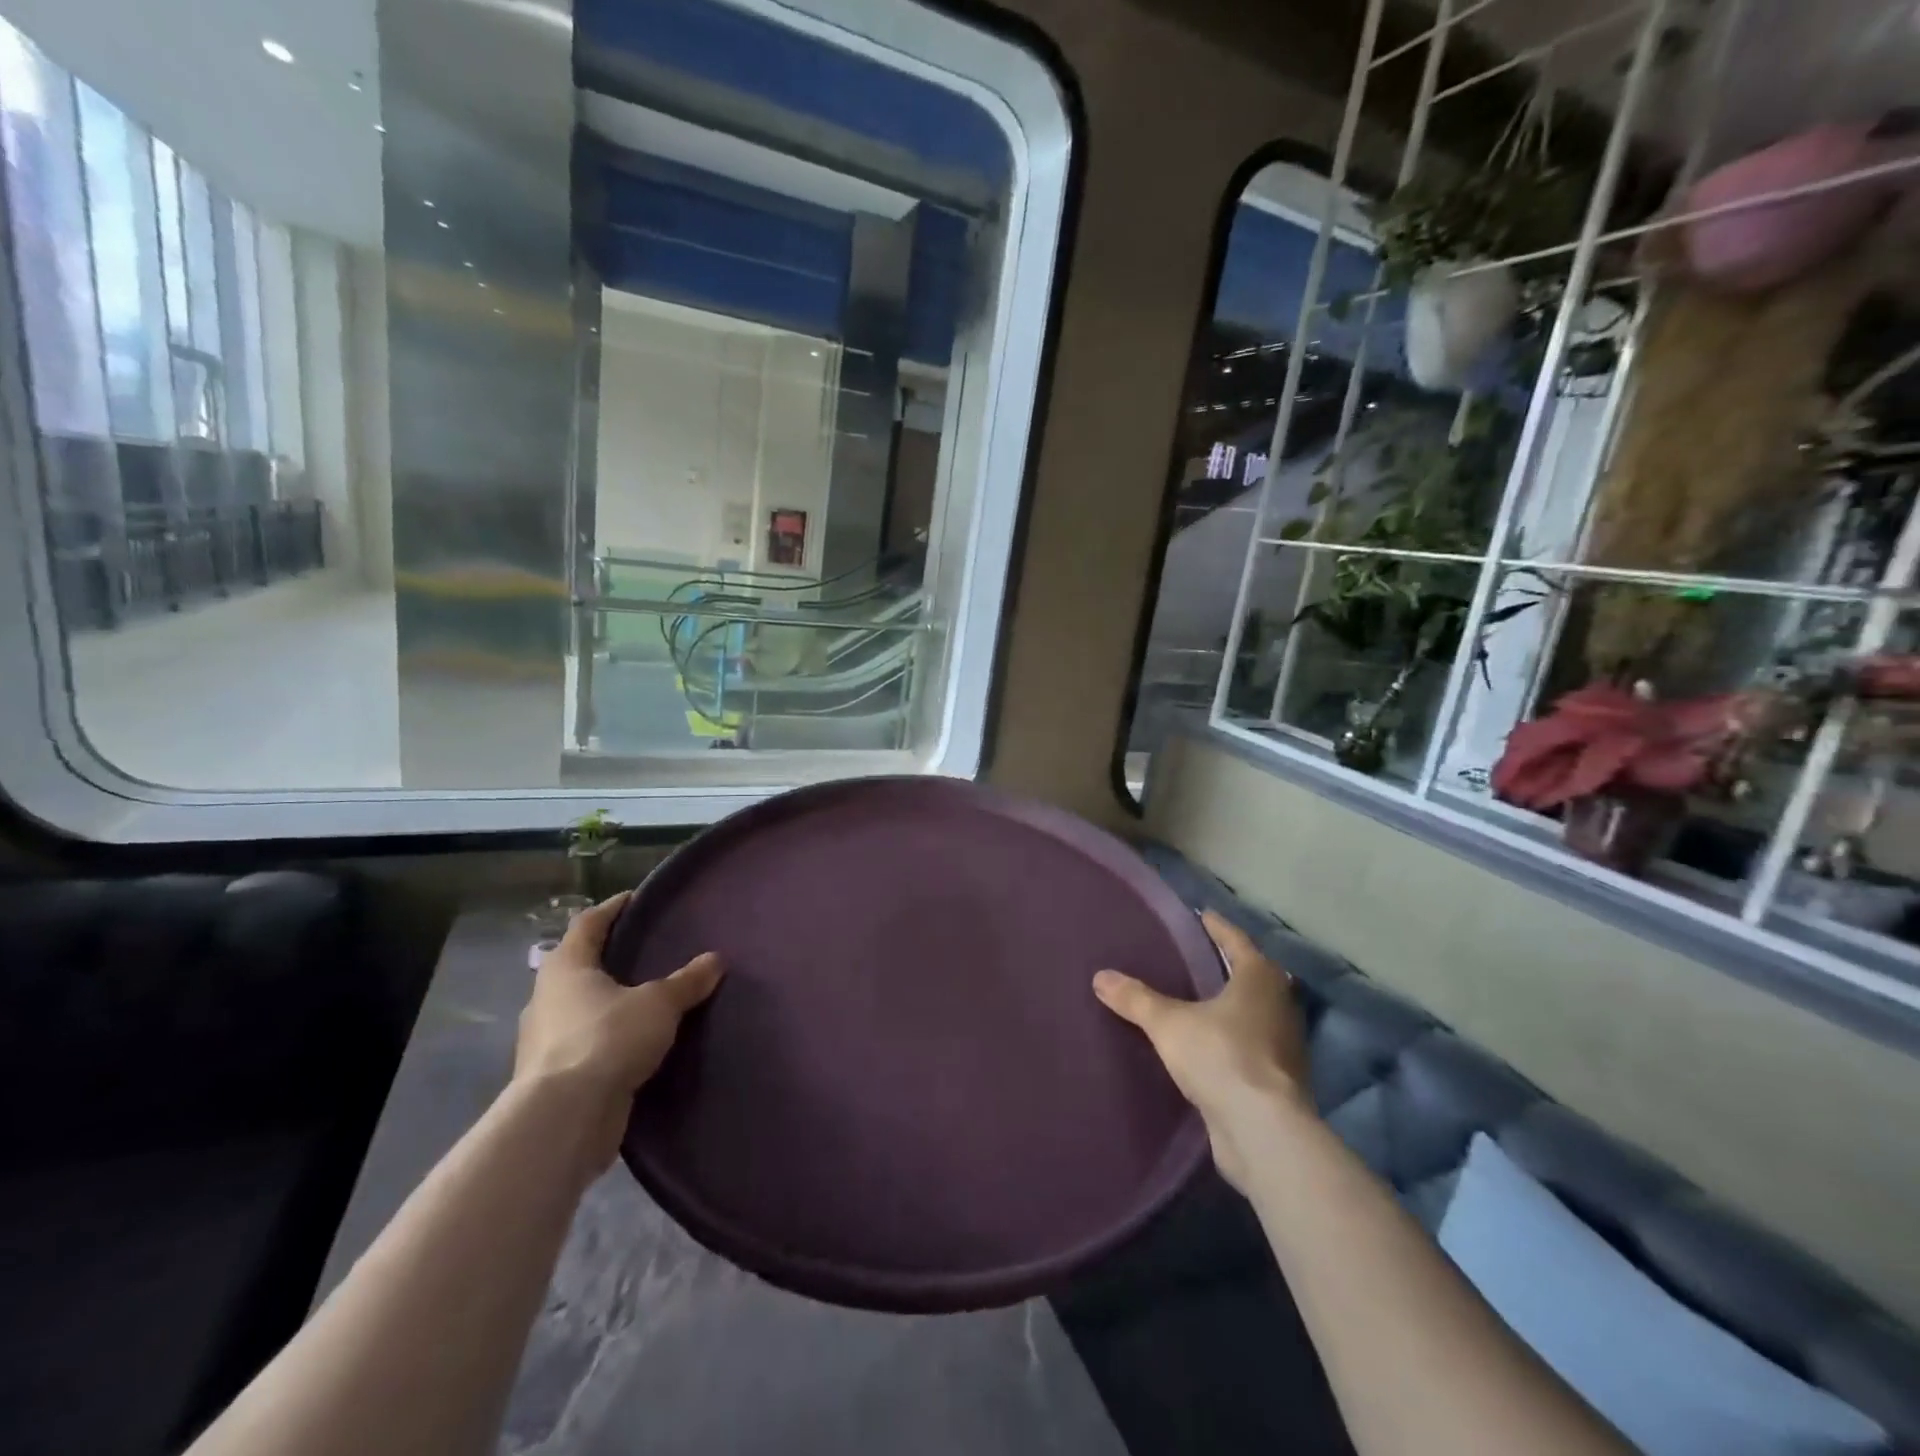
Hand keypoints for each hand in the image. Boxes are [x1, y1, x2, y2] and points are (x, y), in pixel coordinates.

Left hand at [516, 893, 723, 1166]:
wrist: (564, 1118)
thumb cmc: (607, 1039)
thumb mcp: (659, 1004)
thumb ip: (687, 981)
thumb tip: (716, 959)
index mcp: (567, 967)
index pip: (588, 923)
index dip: (613, 908)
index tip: (635, 899)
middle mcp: (547, 997)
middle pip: (577, 965)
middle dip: (608, 957)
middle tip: (644, 951)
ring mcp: (544, 1039)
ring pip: (578, 1007)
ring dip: (605, 1002)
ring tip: (643, 1000)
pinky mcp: (551, 1076)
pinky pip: (583, 1044)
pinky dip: (604, 1039)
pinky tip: (630, 1045)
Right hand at [1094, 910, 1312, 1189]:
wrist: (1263, 1131)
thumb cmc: (1220, 1056)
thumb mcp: (1168, 1023)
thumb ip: (1136, 999)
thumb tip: (1100, 976)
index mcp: (1259, 978)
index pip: (1236, 941)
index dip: (1217, 927)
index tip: (1202, 915)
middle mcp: (1279, 1005)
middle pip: (1252, 975)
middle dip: (1227, 966)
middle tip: (1197, 956)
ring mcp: (1284, 1045)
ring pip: (1255, 1012)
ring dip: (1232, 1005)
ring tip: (1198, 1000)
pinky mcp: (1279, 1080)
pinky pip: (1252, 1045)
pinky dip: (1233, 1038)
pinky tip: (1208, 1045)